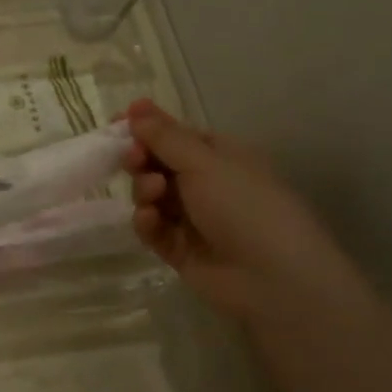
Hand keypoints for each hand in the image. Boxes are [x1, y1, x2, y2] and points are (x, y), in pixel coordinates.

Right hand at [125, 99, 367, 320]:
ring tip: (154, 194)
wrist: (274, 280)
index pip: (177, 134)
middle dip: (141, 158)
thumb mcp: (205, 163)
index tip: (117, 120)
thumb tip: (136, 112)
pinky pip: (152, 227)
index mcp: (221, 156)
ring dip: (144, 189)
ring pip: (151, 195)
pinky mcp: (179, 249)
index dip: (148, 125)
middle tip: (133, 159)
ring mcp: (192, 218)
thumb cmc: (245, 206)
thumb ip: (165, 138)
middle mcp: (206, 184)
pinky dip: (147, 221)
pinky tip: (150, 220)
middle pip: (158, 163)